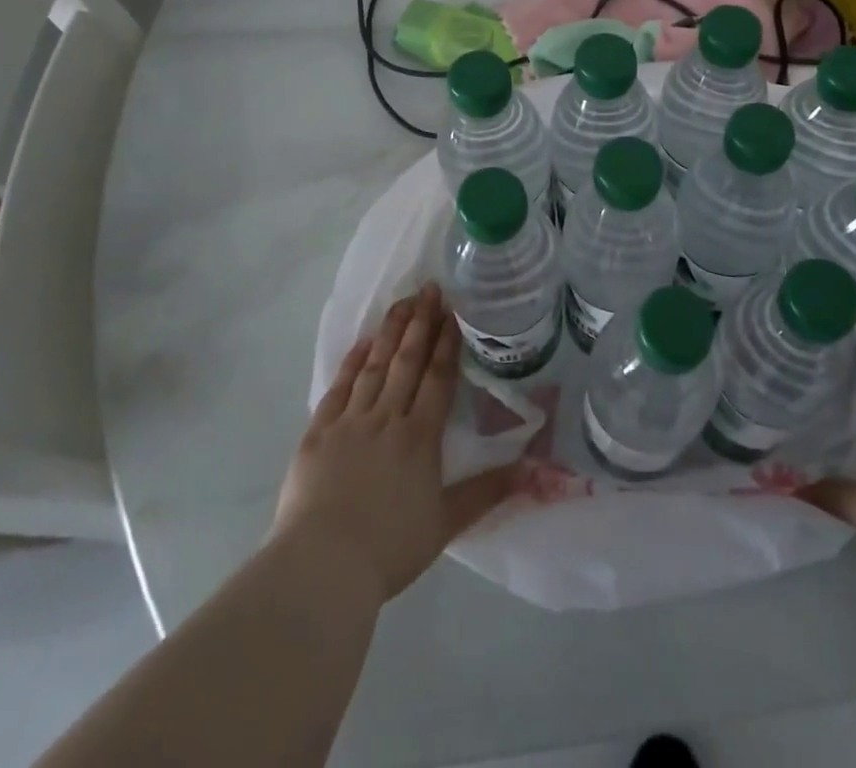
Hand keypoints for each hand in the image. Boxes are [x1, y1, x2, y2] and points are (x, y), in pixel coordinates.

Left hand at [271, 284, 516, 600]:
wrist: (323, 566)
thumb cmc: (390, 547)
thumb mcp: (447, 523)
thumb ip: (490, 491)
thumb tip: (537, 471)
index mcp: (419, 436)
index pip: (437, 377)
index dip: (446, 342)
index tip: (453, 311)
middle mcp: (387, 417)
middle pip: (407, 360)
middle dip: (421, 322)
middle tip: (429, 289)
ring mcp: (350, 421)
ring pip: (374, 365)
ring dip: (390, 331)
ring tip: (402, 302)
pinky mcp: (319, 432)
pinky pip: (339, 387)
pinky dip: (352, 362)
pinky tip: (363, 343)